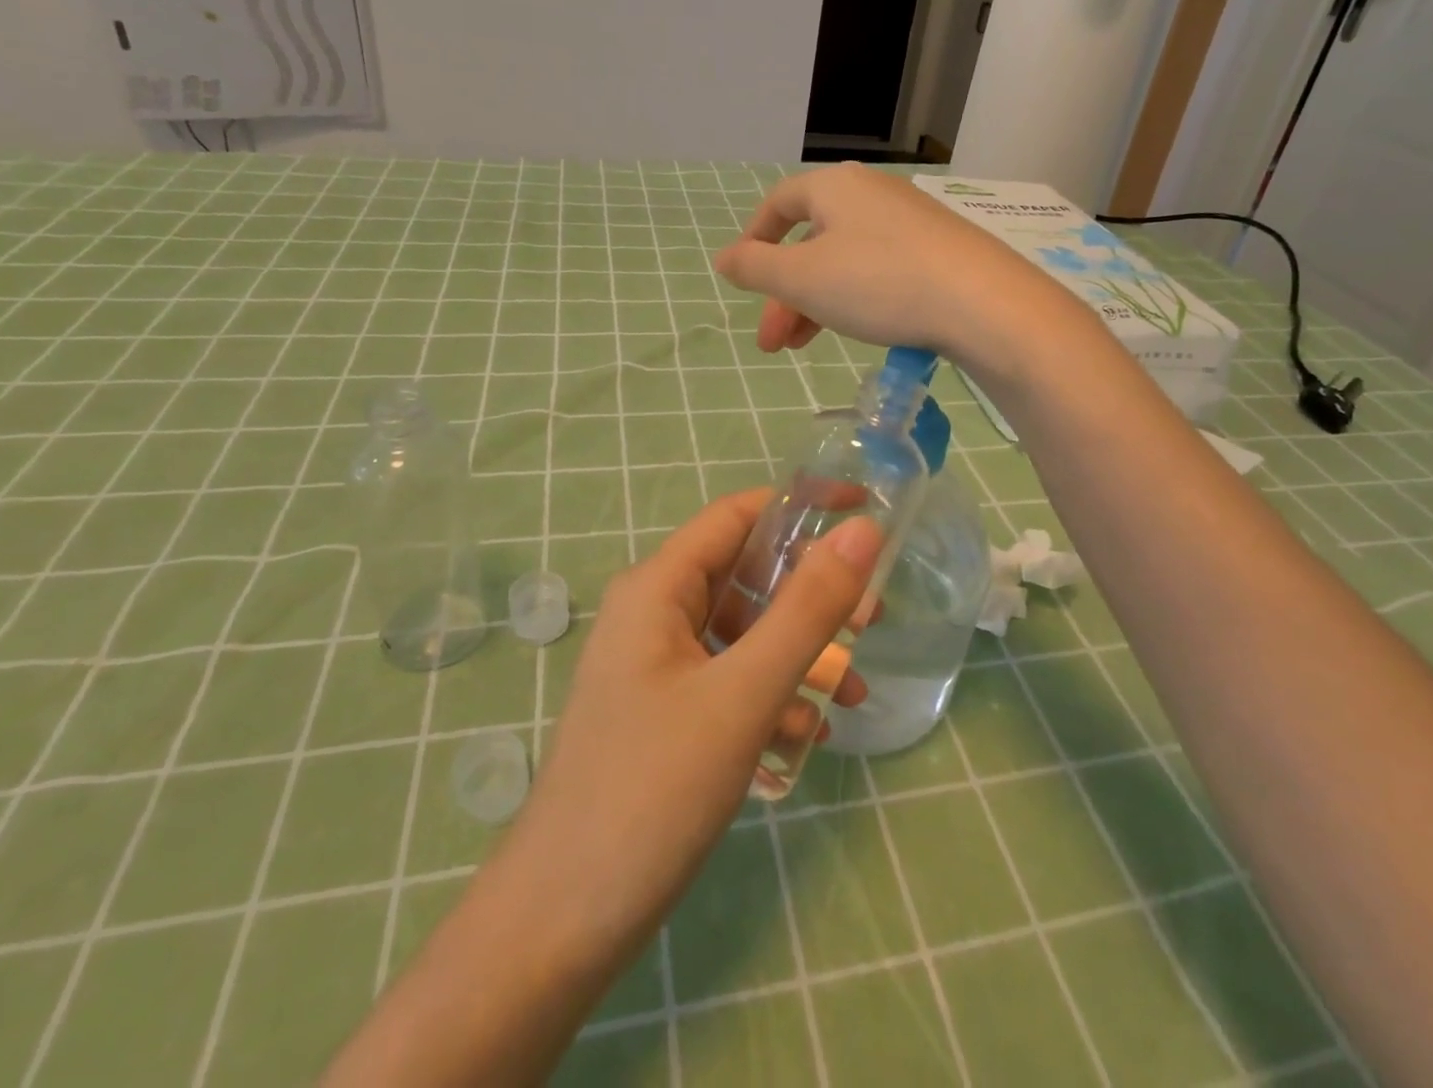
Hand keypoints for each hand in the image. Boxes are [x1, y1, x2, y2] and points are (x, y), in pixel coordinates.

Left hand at [321, 490, 879, 1087]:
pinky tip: (807, 735)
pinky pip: (729, 681)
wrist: (560, 926)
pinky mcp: (663, 714)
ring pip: (742, 634)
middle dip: (810, 594)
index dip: (801, 506)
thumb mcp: (743, 694)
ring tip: (854, 688)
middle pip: (744, 575)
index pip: (738, 515)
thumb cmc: (651, 792)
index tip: (865, 514)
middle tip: (872, 618)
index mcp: (658, 587)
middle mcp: (653, 614)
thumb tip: (862, 531)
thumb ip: (807, 610)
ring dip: (799, 652)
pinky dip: (772, 695)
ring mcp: (656, 666)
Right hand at [712, 162, 1071, 375]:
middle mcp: (872, 193)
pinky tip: (858, 328)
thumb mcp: (803, 279)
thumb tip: (724, 258)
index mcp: (834, 188)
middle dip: (784, 294)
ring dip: (816, 302)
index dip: (754, 240)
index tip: (743, 279)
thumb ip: (755, 268)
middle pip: (811, 241)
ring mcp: (910, 221)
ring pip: (844, 260)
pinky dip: (855, 298)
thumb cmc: (878, 282)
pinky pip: (880, 269)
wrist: (982, 302)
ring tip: (803, 347)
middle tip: (773, 344)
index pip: (779, 204)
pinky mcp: (939, 250)